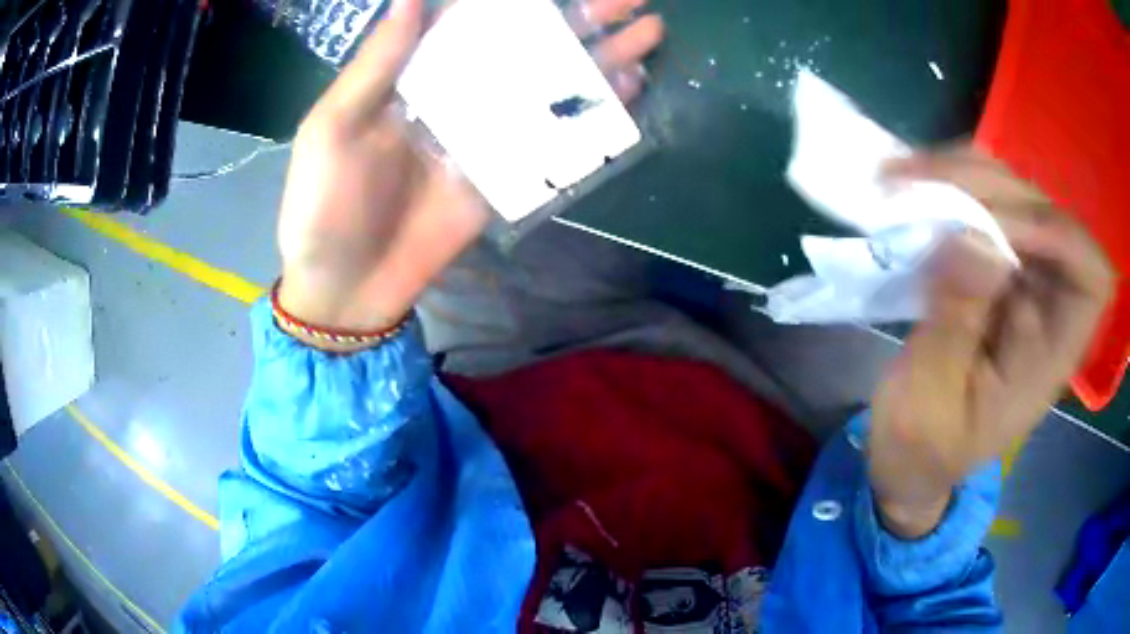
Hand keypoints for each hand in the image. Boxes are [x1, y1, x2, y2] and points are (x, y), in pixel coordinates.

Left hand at [276, 0, 664, 339]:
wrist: (346, 287)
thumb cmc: (324, 204)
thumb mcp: (334, 127)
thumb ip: (377, 63)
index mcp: (414, 77)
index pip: (473, 24)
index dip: (518, 2)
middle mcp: (457, 96)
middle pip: (525, 50)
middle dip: (578, 22)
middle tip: (629, 1)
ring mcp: (485, 137)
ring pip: (548, 89)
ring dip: (598, 62)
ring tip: (648, 36)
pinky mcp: (504, 178)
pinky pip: (553, 141)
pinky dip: (591, 119)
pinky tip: (628, 93)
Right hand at [870, 147, 1113, 537]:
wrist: (910, 457)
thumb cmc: (921, 448)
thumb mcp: (931, 401)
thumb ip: (956, 325)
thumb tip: (972, 238)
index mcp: (1050, 356)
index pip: (1090, 277)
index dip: (1058, 235)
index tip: (997, 226)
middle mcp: (1048, 307)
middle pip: (1049, 217)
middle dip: (992, 188)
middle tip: (924, 180)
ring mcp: (1023, 284)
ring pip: (1016, 199)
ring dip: (967, 178)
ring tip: (909, 175)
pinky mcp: (995, 271)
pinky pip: (987, 208)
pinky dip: (954, 188)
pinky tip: (918, 184)